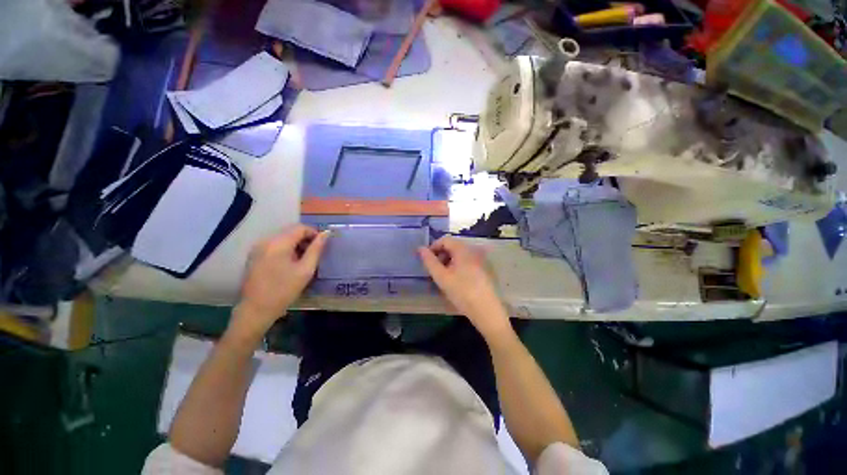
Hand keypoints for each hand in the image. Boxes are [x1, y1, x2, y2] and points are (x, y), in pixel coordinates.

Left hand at [230, 225, 328, 338]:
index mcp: (278, 243)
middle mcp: (266, 240)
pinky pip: (274, 245)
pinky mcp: (254, 255)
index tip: (322, 246)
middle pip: (290, 231)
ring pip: (283, 238)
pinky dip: (286, 249)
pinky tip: (290, 263)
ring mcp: (258, 247)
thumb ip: (316, 249)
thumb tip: (326, 233)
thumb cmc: (284, 290)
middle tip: (314, 254)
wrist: (256, 309)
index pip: (300, 228)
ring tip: (303, 260)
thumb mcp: (306, 270)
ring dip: (296, 244)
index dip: (314, 233)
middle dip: (305, 239)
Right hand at [418, 237, 510, 337]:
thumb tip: (420, 248)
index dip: (433, 247)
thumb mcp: (441, 277)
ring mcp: (480, 259)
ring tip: (443, 276)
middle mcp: (473, 250)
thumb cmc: (462, 292)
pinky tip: (455, 279)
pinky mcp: (483, 268)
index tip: (426, 260)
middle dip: (441, 255)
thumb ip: (429, 261)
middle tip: (434, 270)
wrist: (486, 310)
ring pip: (459, 254)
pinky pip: (467, 261)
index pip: (445, 240)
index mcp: (463, 249)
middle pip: (453, 246)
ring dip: (448, 261)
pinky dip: (457, 265)